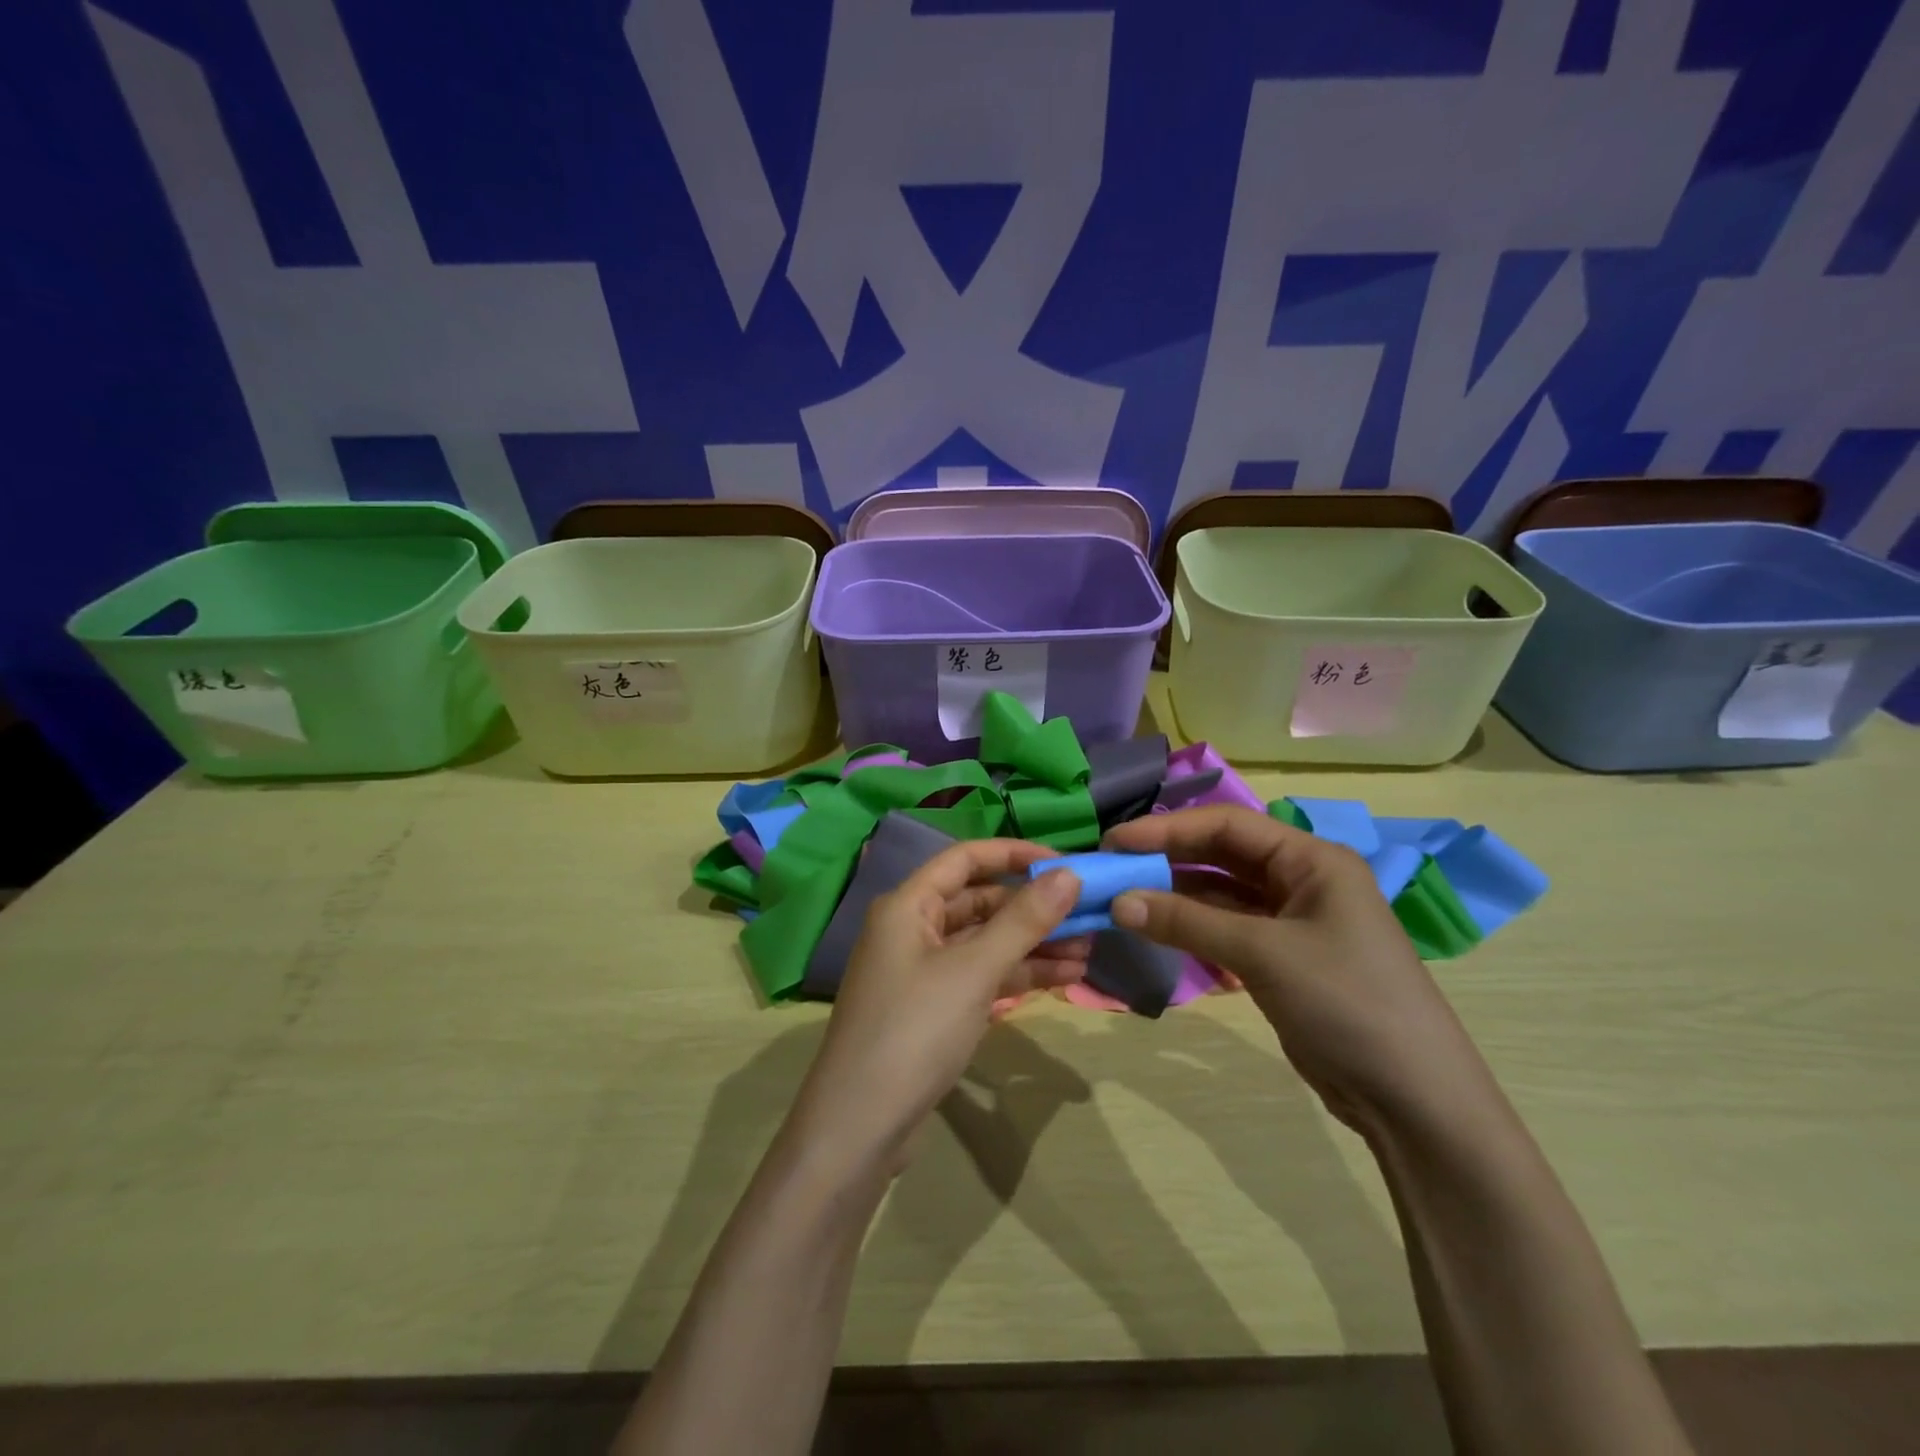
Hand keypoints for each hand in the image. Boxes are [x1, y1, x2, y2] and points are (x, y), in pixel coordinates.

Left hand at [790, 839, 1087, 1174]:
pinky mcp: (933, 1008)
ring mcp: (922, 971)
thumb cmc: (914, 1031)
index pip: (966, 858)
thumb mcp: (973, 972)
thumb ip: (1022, 921)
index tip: (1065, 863)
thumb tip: (1069, 874)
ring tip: (1088, 949)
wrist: (859, 1127)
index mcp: (908, 905)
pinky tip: (1063, 977)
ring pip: (984, 941)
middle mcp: (911, 928)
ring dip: (1033, 943)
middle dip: (1032, 907)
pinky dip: (1017, 973)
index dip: (1015, 855)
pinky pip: (981, 975)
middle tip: (1088, 914)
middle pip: (979, 901)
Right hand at [1103, 806, 1499, 1135]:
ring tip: (1123, 898)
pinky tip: (1155, 928)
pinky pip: (1227, 928)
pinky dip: (1191, 927)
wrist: (1412, 1098)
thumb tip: (1117, 901)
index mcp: (1312, 859)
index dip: (1168, 829)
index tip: (1115, 842)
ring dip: (1175, 895)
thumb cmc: (1347, 1003)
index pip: (1227, 825)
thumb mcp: (1264, 953)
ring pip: (1221, 893)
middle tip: (1112, 868)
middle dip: (1168, 858)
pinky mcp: (1282, 958)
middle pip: (1222, 854)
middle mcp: (1302, 879)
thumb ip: (1187, 922)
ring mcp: (1292, 920)